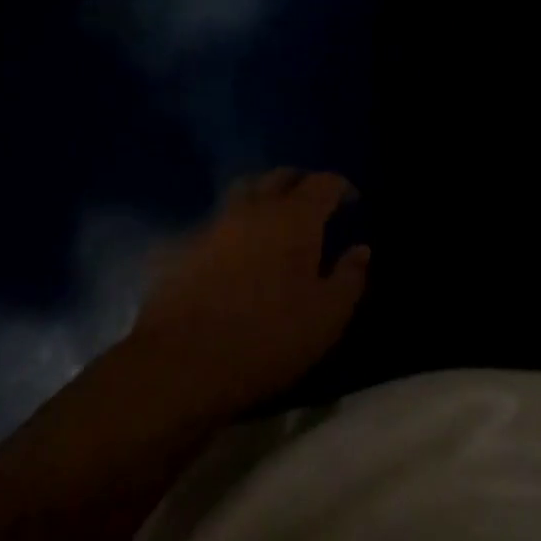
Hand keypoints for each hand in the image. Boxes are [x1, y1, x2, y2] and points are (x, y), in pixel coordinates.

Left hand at [130, 170, 369, 416]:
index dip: (341, 187)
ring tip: (273, 222)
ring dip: (264, 198)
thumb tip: (361, 249)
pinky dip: (232, 230)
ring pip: (244, 192)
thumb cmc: (266, 338)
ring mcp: (214, 224)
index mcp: (296, 217)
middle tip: (314, 204)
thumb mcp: (326, 318)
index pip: (324, 182)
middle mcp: (256, 208)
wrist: (179, 364)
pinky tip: (233, 253)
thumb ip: (350, 278)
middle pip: (282, 176)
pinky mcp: (182, 246)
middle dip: (302, 183)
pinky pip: (215, 224)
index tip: (352, 202)